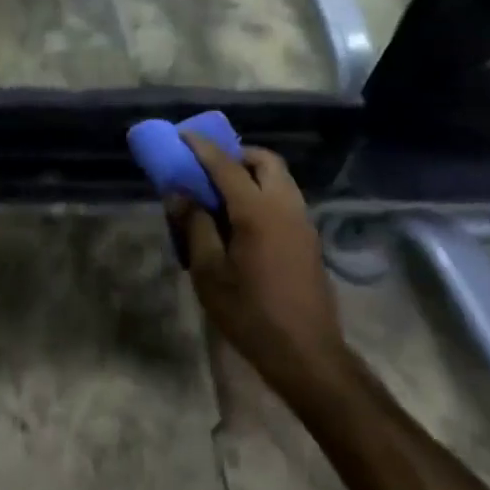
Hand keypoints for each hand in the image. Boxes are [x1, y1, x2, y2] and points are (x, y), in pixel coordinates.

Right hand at [168, 136, 341, 391]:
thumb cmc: (250, 314)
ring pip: (280, 179)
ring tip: (222, 194)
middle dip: (237, 155)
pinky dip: (263, 194)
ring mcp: (303, 223)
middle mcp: (286, 207)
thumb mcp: (209, 273)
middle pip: (266, 161)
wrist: (306, 354)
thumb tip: (180, 194)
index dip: (203, 148)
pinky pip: (285, 200)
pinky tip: (242, 221)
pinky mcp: (309, 240)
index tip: (183, 136)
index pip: (227, 166)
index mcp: (258, 212)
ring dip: (252, 174)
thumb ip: (195, 227)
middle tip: (209, 169)